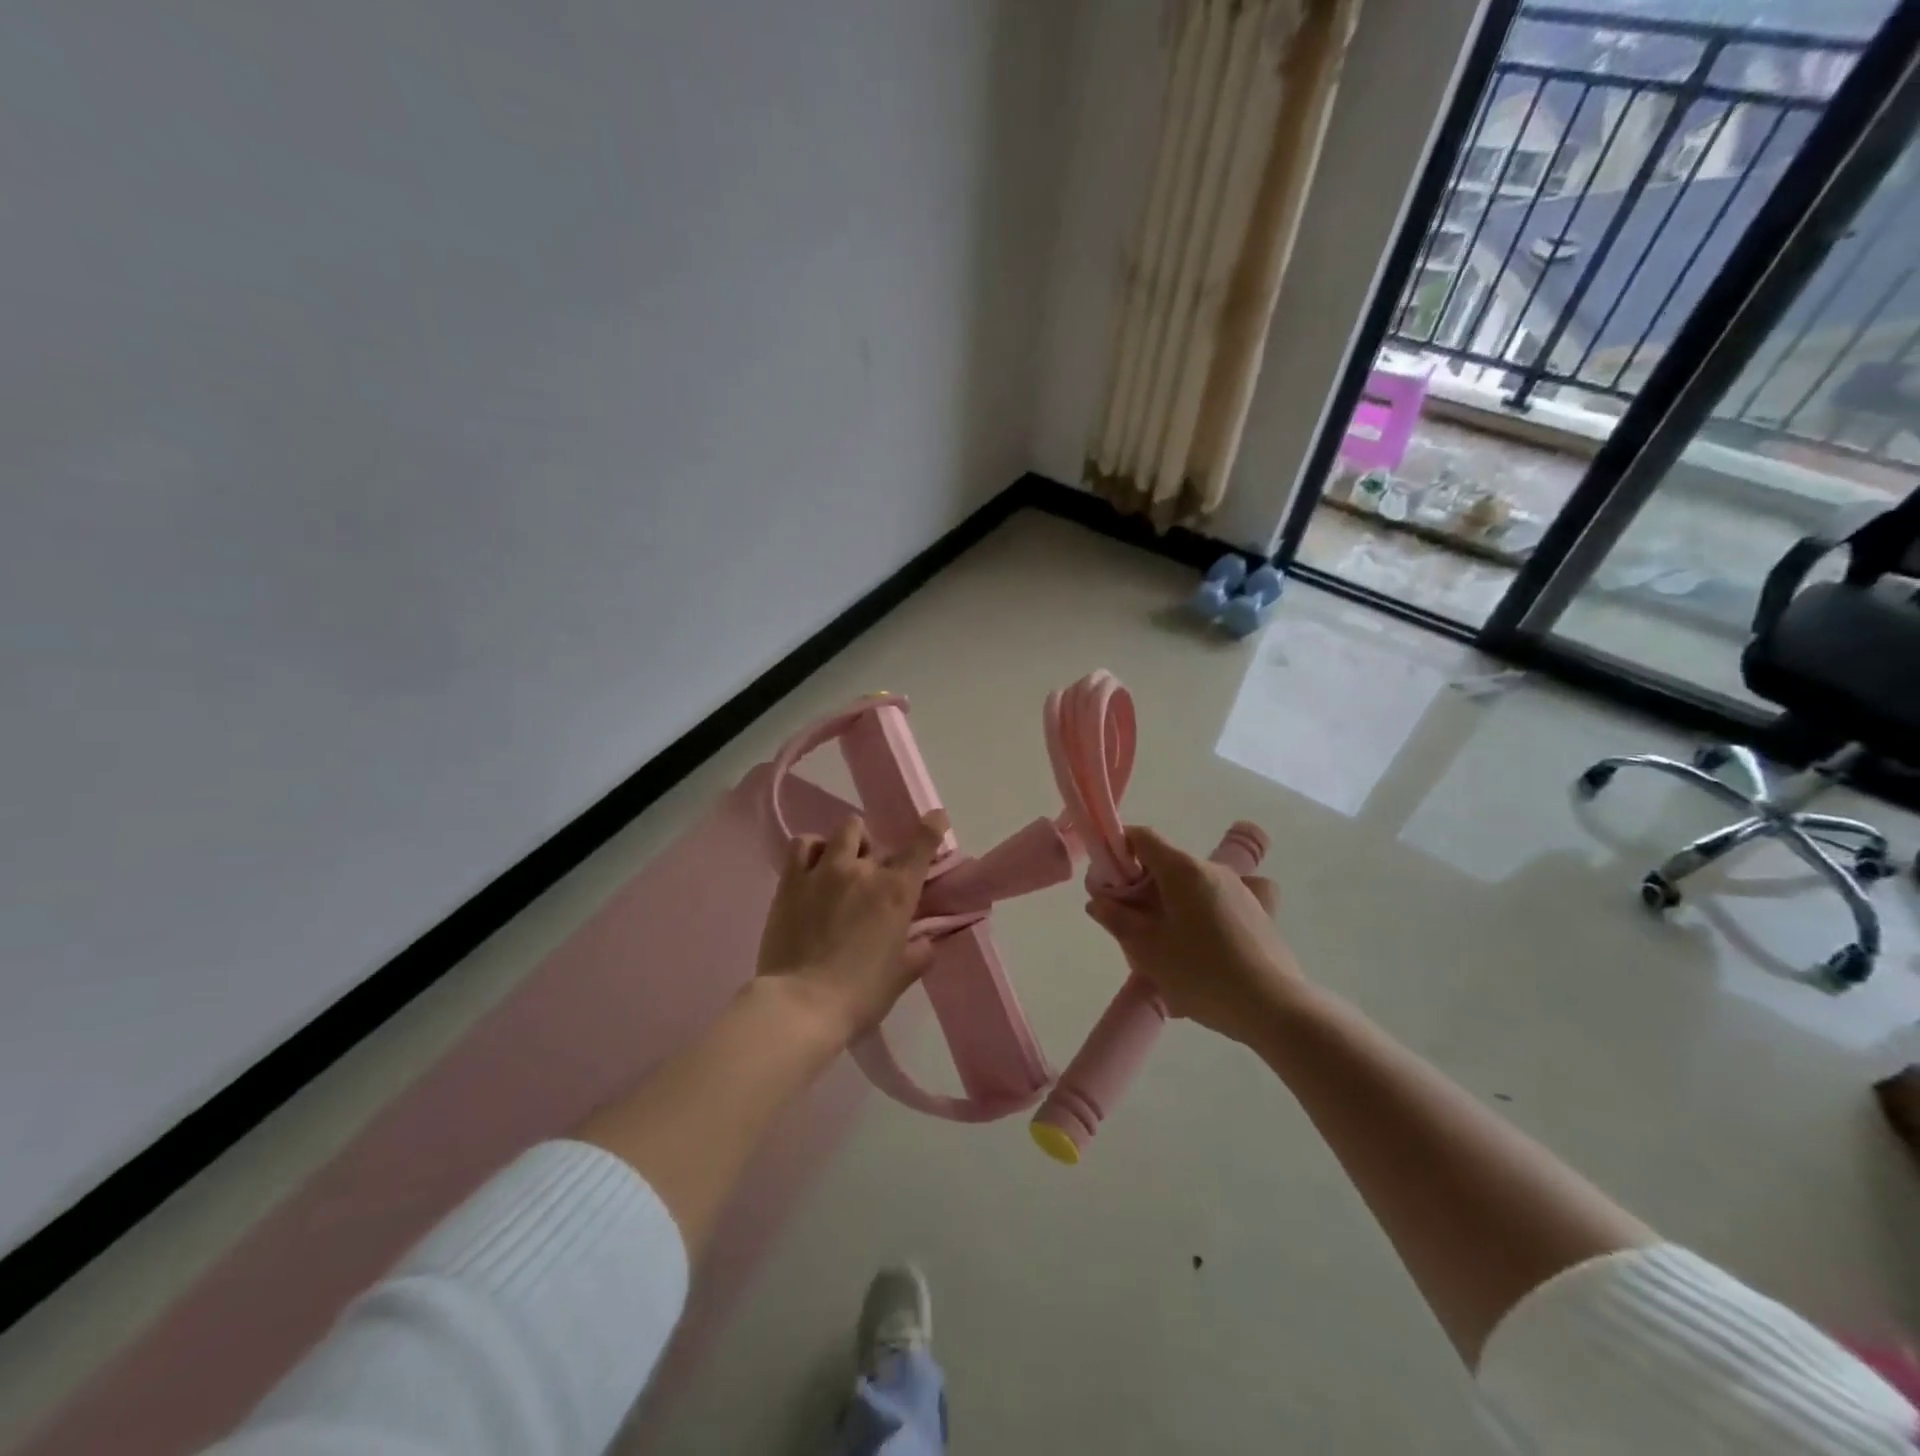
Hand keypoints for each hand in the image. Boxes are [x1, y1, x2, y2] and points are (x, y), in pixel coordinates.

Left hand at [756, 809, 949, 1042]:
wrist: (802, 1004)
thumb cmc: (860, 994)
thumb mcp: (901, 976)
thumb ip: (919, 952)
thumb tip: (925, 941)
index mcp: (896, 891)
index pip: (922, 844)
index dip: (932, 826)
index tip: (936, 818)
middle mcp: (863, 870)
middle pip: (876, 838)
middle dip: (877, 853)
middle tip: (871, 877)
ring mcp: (825, 870)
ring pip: (843, 830)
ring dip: (848, 842)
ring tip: (841, 862)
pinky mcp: (791, 880)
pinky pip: (803, 844)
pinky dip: (813, 847)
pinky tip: (813, 865)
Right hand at [1083, 824, 1306, 1045]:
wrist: (1273, 1008)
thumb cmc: (1202, 973)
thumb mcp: (1148, 950)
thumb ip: (1117, 920)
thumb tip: (1098, 901)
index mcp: (1183, 869)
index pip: (1142, 837)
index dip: (1118, 851)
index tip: (1107, 883)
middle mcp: (1213, 868)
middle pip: (1166, 863)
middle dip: (1141, 886)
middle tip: (1129, 924)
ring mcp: (1241, 888)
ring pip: (1191, 884)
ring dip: (1170, 902)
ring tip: (1164, 945)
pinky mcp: (1259, 912)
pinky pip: (1219, 901)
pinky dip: (1202, 912)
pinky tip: (1204, 943)